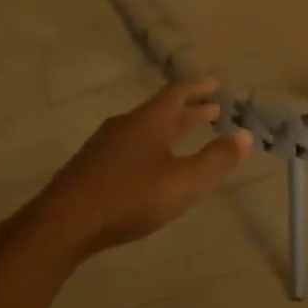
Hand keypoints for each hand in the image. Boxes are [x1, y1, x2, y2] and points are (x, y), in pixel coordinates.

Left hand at [30, 78, 252, 261]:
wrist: (62, 224)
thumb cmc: (129, 197)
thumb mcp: (183, 182)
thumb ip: (216, 160)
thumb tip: (245, 136)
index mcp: (149, 121)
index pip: (177, 93)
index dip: (198, 88)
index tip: (215, 83)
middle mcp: (126, 125)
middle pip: (162, 110)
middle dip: (189, 111)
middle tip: (212, 109)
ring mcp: (105, 146)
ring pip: (145, 129)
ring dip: (169, 129)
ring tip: (186, 136)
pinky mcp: (91, 168)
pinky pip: (130, 146)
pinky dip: (151, 146)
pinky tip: (152, 167)